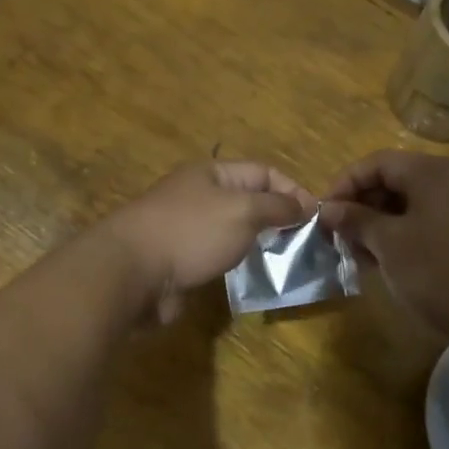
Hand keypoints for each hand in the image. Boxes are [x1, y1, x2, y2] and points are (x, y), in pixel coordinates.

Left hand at [102, 161, 315, 323]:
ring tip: (285, 261)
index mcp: (212, 173)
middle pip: (249, 200)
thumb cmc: (191, 232)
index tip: (316, 217)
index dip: (292, 189)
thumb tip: (305, 204)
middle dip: (278, 218)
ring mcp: (188, 228)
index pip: (263, 172)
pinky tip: (253, 276)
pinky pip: (217, 256)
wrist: (132, 272)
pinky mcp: (180, 260)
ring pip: (233, 230)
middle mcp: (200, 195)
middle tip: (305, 243)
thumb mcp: (243, 211)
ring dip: (258, 243)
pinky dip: (237, 263)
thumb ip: (277, 207)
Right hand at [320, 151, 448, 350]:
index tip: (324, 216)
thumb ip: (356, 221)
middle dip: (365, 207)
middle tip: (343, 239)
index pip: (377, 162)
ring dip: (386, 224)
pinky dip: (412, 234)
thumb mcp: (390, 246)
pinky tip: (398, 264)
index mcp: (434, 170)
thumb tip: (329, 209)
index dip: (344, 185)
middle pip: (399, 179)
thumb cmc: (442, 273)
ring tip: (366, 257)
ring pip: (418, 203)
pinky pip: (438, 220)